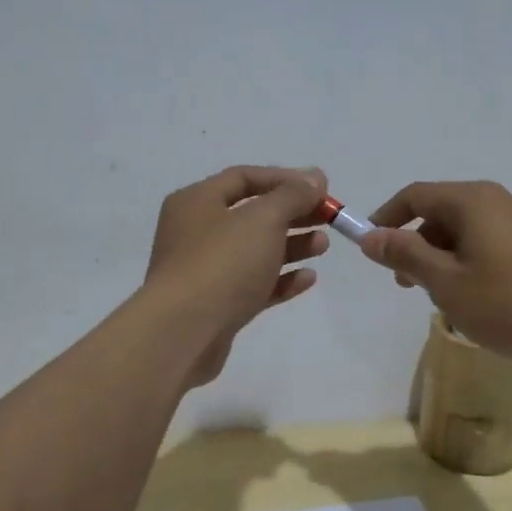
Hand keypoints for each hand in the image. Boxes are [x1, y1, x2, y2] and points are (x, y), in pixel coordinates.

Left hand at [144, 165, 330, 386]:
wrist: (183, 333)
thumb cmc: (222, 263)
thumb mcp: (262, 219)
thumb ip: (292, 195)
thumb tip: (314, 177)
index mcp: (196, 201)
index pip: (244, 178)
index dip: (285, 179)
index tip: (321, 188)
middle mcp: (196, 232)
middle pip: (252, 214)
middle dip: (292, 214)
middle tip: (328, 217)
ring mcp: (205, 271)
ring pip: (255, 251)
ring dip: (292, 246)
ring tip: (323, 246)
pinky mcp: (216, 306)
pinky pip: (253, 285)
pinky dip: (280, 279)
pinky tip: (308, 279)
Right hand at [358, 180, 511, 364]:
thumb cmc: (506, 303)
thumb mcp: (444, 282)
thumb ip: (404, 254)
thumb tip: (371, 236)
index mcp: (473, 200)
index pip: (416, 195)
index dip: (386, 218)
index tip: (370, 247)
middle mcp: (500, 201)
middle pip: (443, 212)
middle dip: (416, 244)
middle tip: (406, 283)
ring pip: (468, 230)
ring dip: (444, 257)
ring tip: (443, 297)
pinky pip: (492, 243)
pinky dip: (471, 262)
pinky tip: (478, 298)